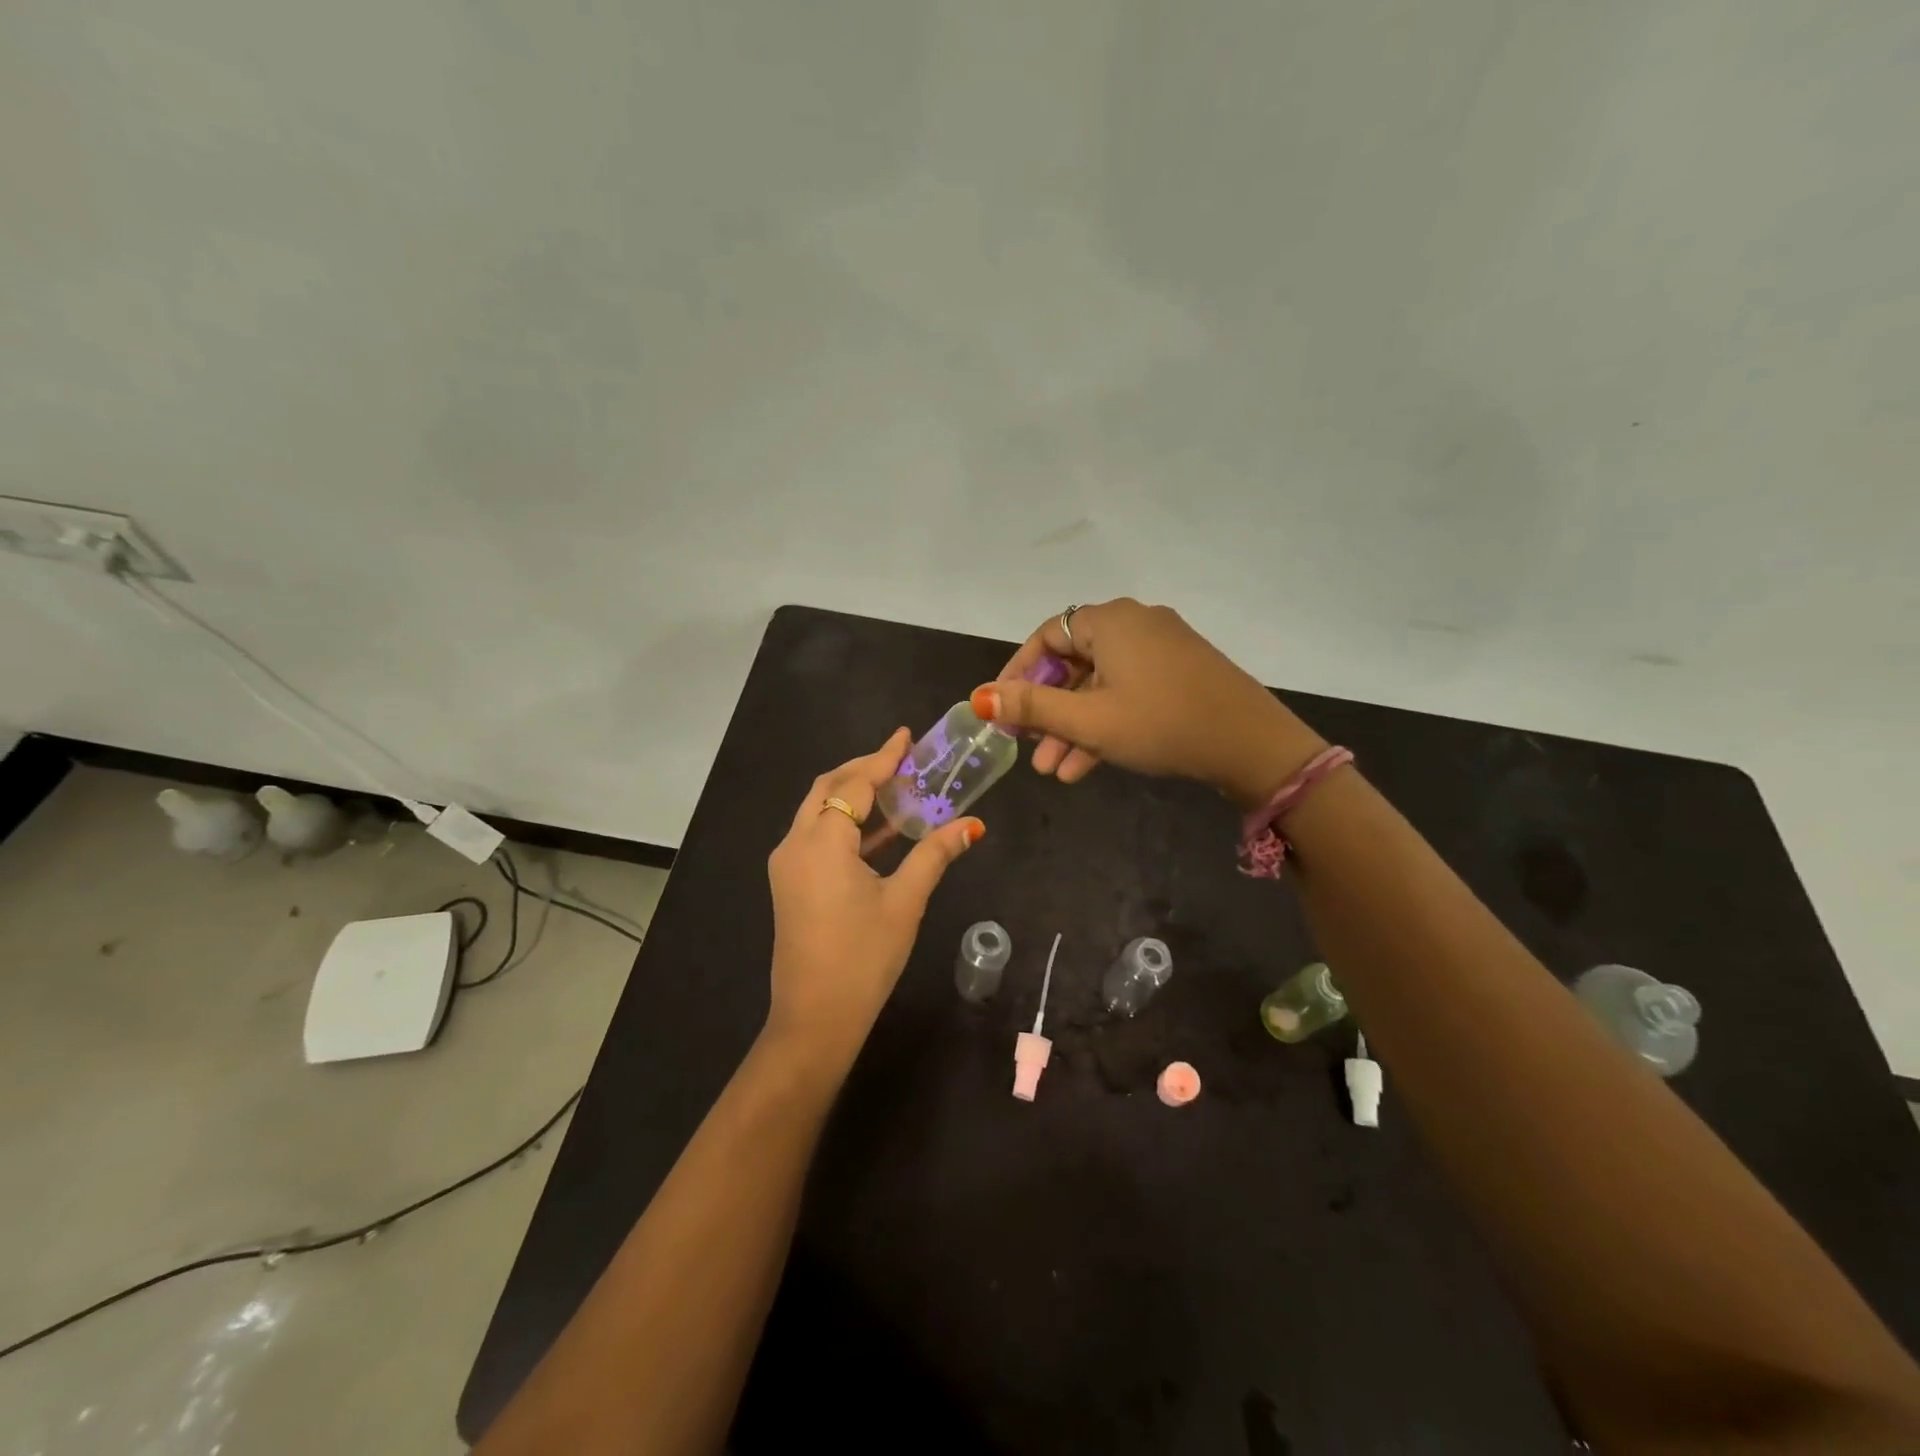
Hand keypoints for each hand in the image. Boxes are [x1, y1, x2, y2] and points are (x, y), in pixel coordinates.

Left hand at [765, 729, 983, 1072]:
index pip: (855, 784)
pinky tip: (882, 831)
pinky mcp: (791, 882)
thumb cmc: (864, 958)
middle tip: (902, 759)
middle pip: (828, 788)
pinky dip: (847, 824)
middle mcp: (795, 843)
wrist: (815, 1018)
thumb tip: (971, 824)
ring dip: (855, 796)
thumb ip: (935, 854)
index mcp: (821, 842)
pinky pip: (817, 835)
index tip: (907, 736)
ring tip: (898, 787)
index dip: (883, 758)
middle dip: (864, 770)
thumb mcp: (905, 901)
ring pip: (819, 811)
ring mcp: (788, 864)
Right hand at [973, 599, 1325, 809]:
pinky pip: (1127, 693)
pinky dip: (1104, 724)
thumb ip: (1032, 708)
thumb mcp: (1090, 720)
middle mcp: (1135, 625)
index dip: (1018, 673)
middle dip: (1047, 712)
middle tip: (1027, 747)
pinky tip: (1084, 767)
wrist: (1252, 744)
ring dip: (1073, 727)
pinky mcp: (1179, 674)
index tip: (1001, 709)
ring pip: (1099, 686)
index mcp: (1110, 622)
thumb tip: (979, 697)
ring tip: (1053, 771)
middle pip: (1072, 664)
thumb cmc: (1161, 723)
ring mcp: (1161, 649)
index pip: (1046, 637)